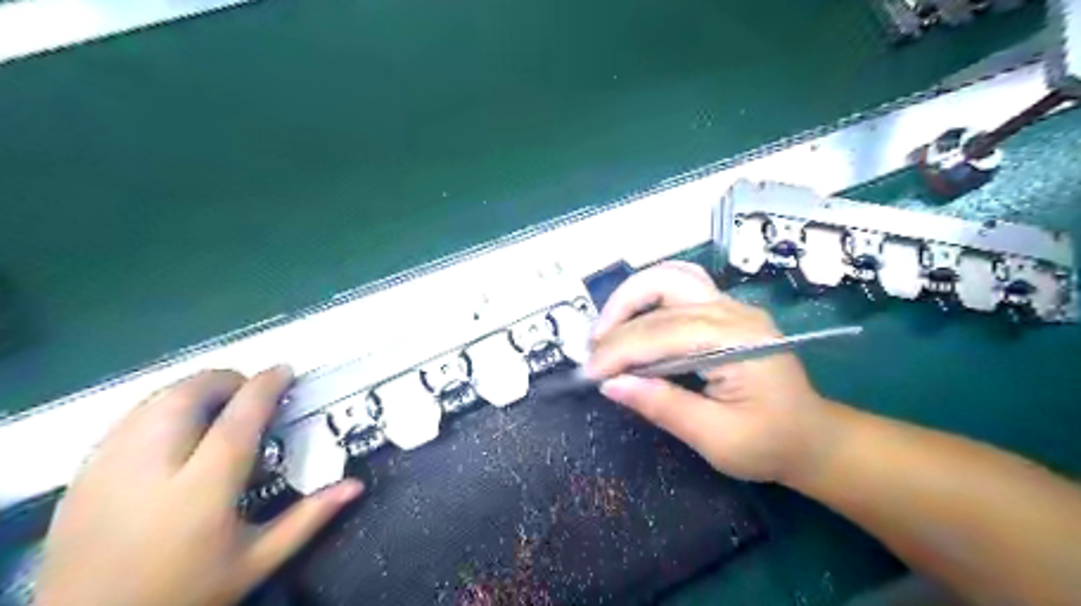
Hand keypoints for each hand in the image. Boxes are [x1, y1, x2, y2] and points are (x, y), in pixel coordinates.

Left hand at [36, 364, 361, 605]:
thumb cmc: (184, 594)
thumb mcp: (256, 561)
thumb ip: (308, 518)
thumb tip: (356, 485)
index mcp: (202, 489)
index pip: (239, 417)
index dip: (266, 386)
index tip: (284, 371)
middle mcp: (151, 468)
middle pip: (189, 395)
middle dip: (226, 380)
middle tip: (251, 393)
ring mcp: (107, 468)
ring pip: (155, 399)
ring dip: (194, 390)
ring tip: (218, 406)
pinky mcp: (81, 475)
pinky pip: (128, 418)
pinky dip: (161, 407)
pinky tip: (175, 431)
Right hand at [588, 261, 829, 481]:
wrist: (812, 437)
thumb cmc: (770, 443)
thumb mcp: (717, 438)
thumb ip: (664, 407)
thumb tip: (611, 385)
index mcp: (738, 341)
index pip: (663, 332)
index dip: (619, 351)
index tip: (589, 375)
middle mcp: (734, 311)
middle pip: (663, 290)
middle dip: (619, 318)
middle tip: (593, 351)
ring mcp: (730, 306)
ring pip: (670, 278)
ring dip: (631, 299)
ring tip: (606, 331)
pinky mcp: (723, 311)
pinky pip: (678, 287)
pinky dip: (647, 299)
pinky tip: (632, 320)